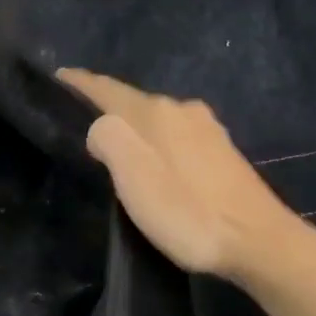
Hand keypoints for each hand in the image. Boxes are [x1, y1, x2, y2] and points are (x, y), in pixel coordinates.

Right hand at [58, 69, 308, 286]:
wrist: (257, 239)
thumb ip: (109, 140)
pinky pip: (177, 135)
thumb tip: (101, 129)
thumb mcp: (133, 177)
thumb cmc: (187, 211)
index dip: (80, 82)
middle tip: (80, 122)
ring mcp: (207, 128)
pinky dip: (158, 142)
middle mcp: (182, 109)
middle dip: (108, 108)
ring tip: (116, 145)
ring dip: (136, 128)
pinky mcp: (223, 150)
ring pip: (158, 119)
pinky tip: (158, 161)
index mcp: (156, 111)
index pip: (108, 89)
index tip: (58, 76)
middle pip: (134, 103)